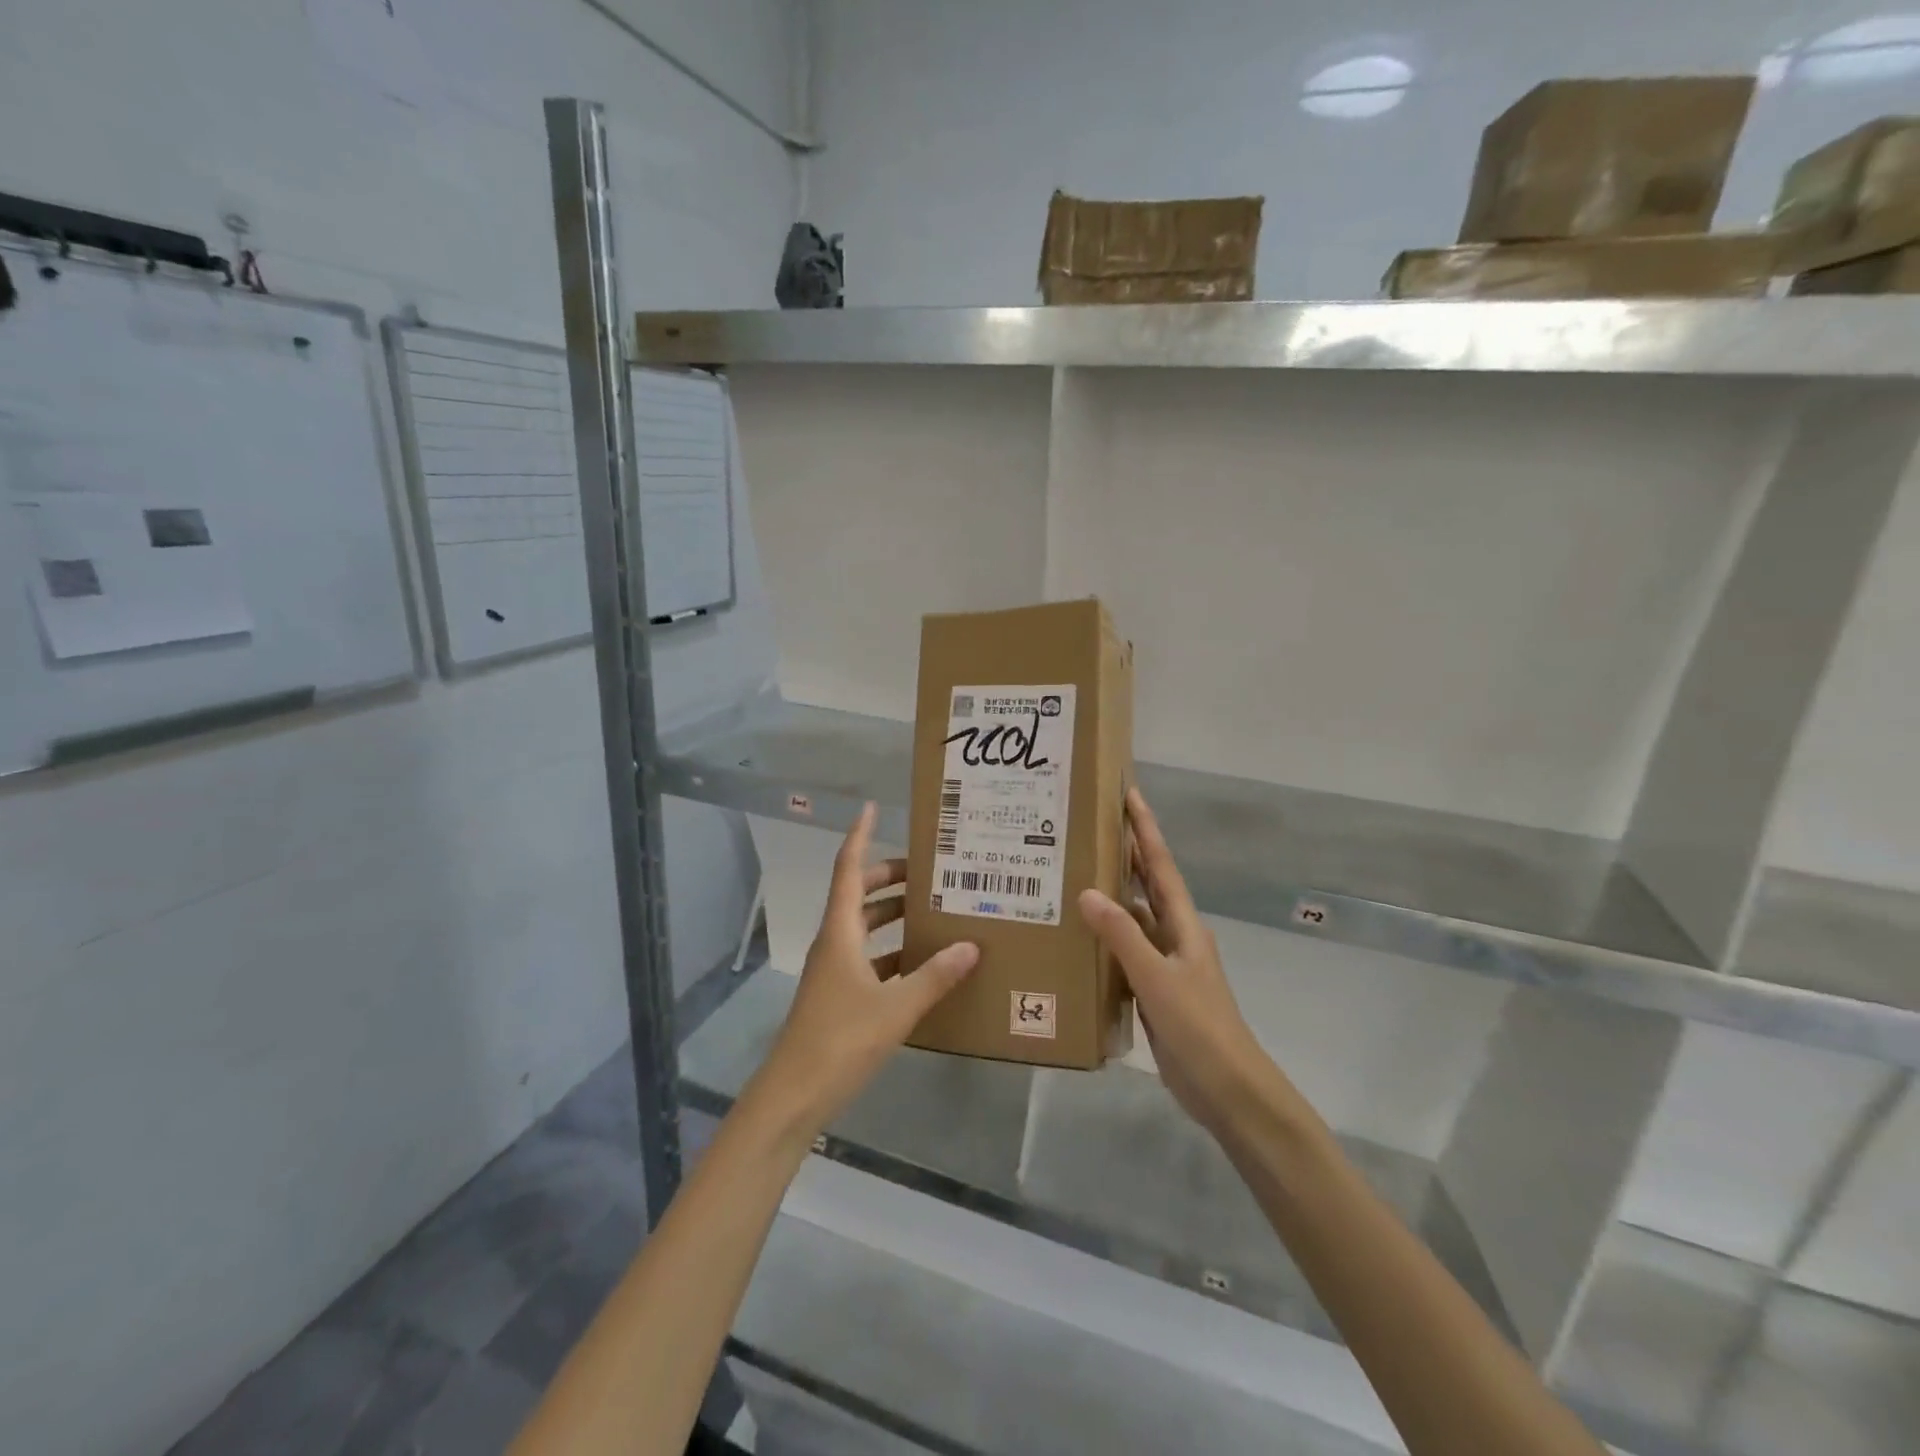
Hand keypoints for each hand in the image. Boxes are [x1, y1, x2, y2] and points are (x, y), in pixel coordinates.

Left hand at [751, 803, 978, 1134]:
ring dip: (892, 916)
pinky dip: (893, 953)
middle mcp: (835, 943)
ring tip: (932, 911)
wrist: (795, 1094)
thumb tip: (972, 945)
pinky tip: (923, 964)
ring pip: (865, 928)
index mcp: (841, 932)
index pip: (848, 869)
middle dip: (888, 878)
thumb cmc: (840, 1039)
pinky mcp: (840, 996)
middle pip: (858, 895)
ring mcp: (835, 971)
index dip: (859, 836)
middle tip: (928, 872)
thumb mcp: (896, 1007)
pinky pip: (870, 960)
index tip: (872, 808)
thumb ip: (935, 975)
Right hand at [1078, 788, 1293, 1140]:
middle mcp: (1175, 936)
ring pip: (1134, 919)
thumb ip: (1122, 936)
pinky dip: (1105, 938)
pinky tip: (1079, 937)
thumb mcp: (1157, 979)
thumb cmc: (1199, 1027)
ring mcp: (1165, 964)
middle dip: (1127, 853)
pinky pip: (1125, 952)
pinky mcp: (1153, 990)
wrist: (1227, 1089)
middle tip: (1092, 826)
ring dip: (1111, 896)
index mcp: (1184, 925)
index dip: (1145, 829)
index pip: (1161, 865)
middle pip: (1148, 884)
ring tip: (1074, 874)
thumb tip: (1087, 892)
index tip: (1129, 794)